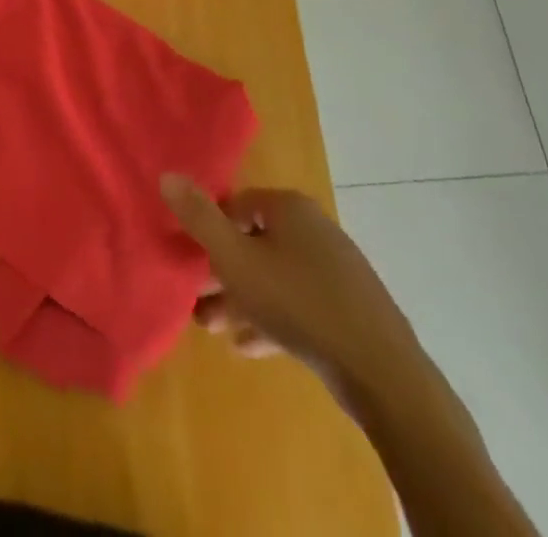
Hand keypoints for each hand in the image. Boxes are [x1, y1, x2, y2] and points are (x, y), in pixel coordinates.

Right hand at [161, 176, 422, 401]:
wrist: (381, 373)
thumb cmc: (298, 303)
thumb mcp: (235, 260)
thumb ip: (199, 218)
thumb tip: (166, 174)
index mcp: (289, 208)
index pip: (236, 205)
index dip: (209, 230)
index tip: (190, 259)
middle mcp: (314, 228)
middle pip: (254, 242)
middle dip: (222, 271)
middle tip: (196, 299)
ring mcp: (336, 269)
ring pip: (275, 276)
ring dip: (242, 298)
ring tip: (212, 328)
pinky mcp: (349, 308)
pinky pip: (299, 303)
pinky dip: (272, 318)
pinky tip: (249, 346)